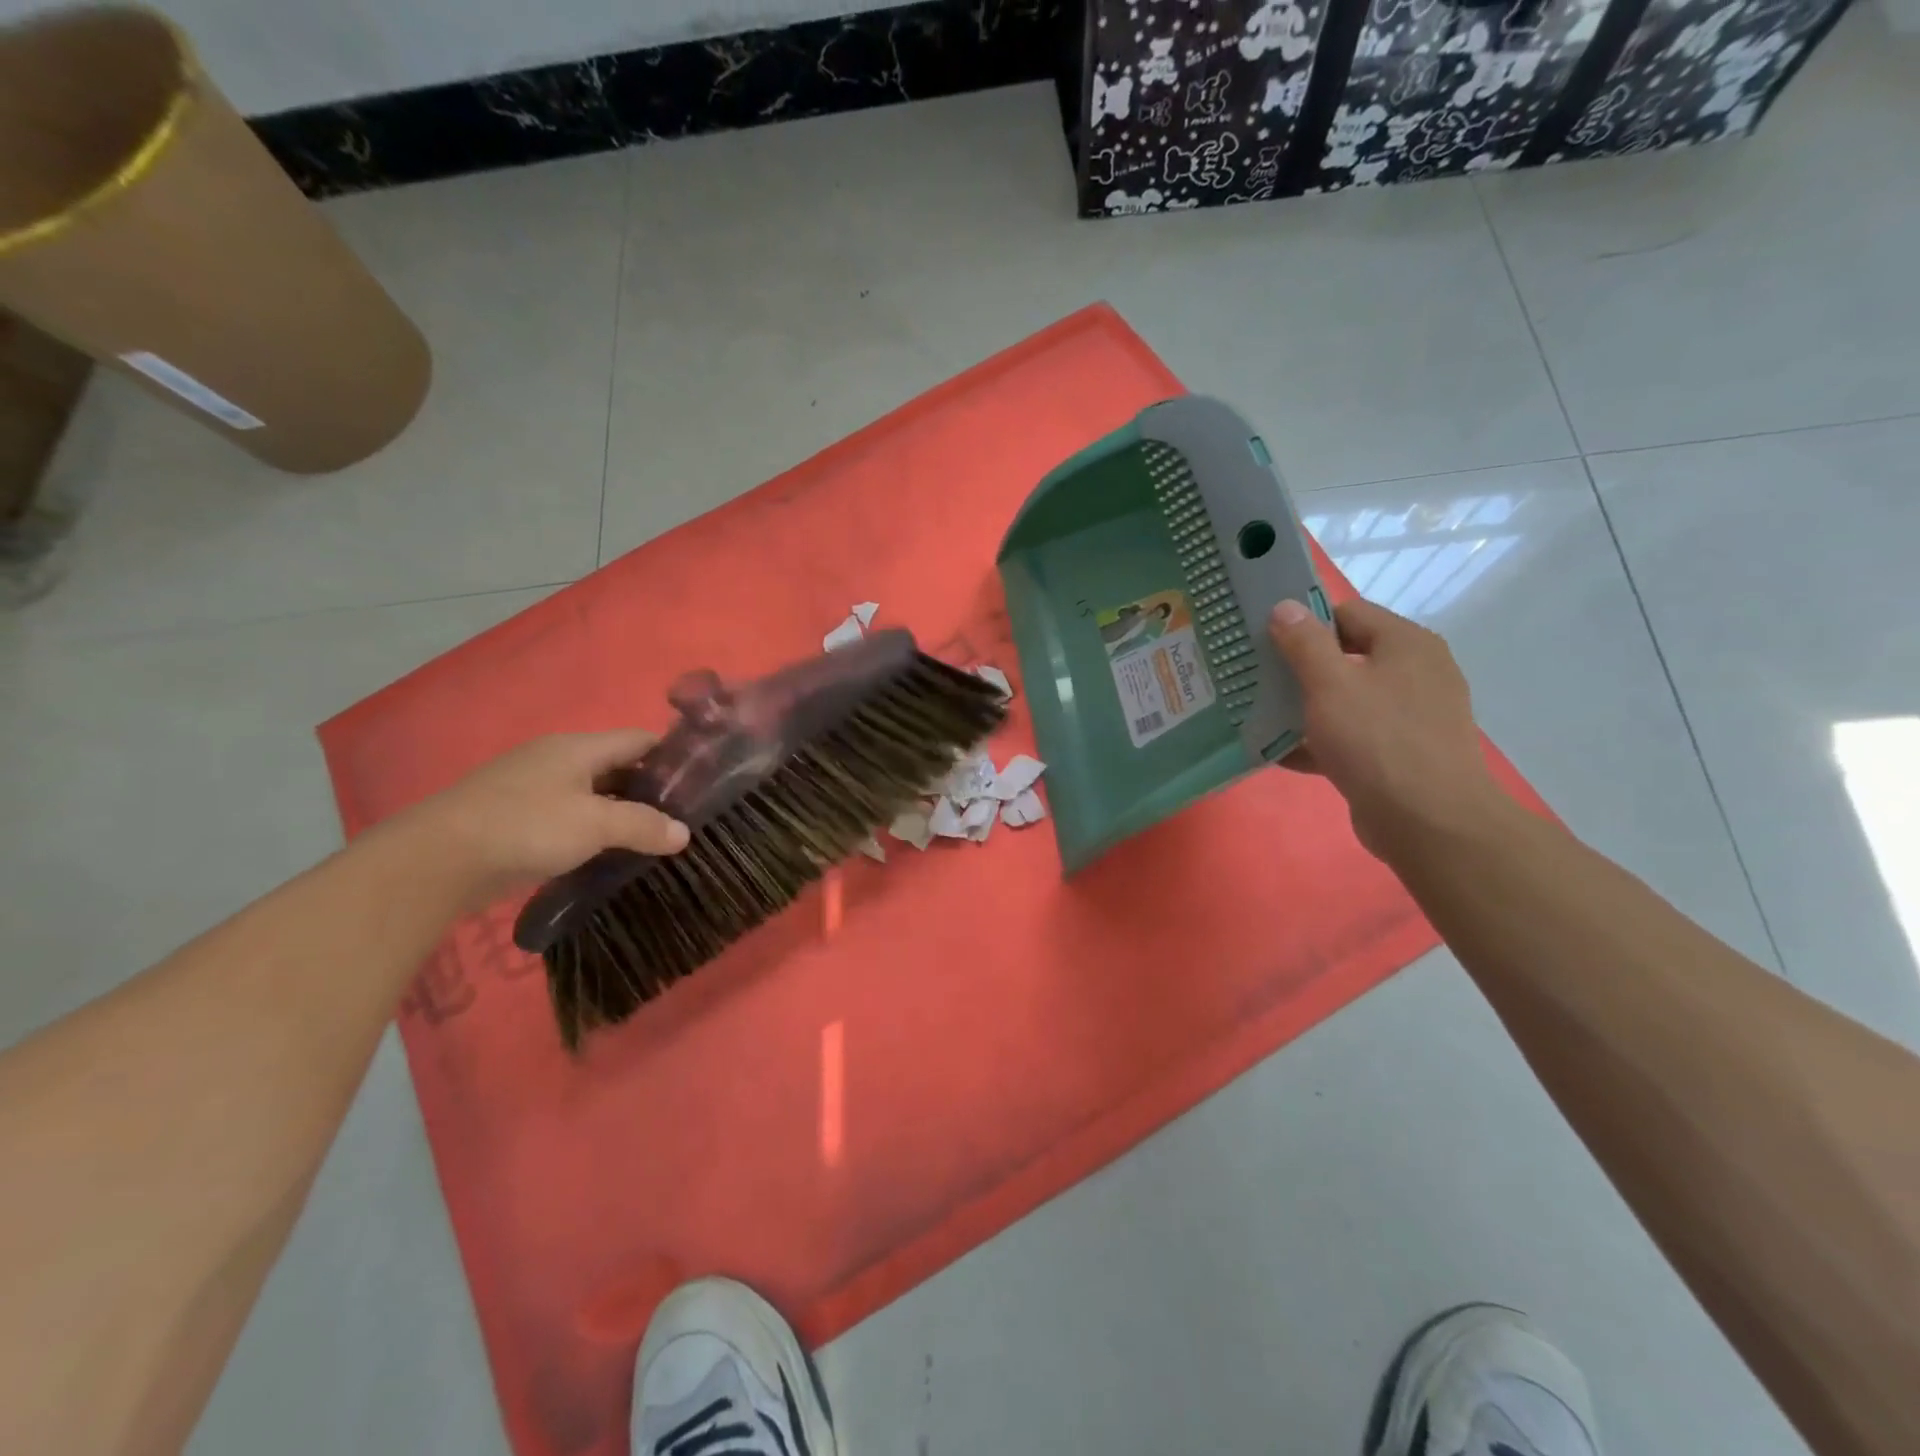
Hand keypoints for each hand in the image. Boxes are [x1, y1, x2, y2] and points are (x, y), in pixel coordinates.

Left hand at [406, 731, 688, 905]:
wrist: (437, 859)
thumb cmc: (526, 827)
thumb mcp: (596, 825)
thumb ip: (643, 826)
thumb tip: (683, 833)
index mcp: (578, 747)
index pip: (639, 740)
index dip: (671, 755)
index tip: (699, 781)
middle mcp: (556, 758)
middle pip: (616, 766)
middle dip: (649, 789)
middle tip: (679, 817)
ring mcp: (532, 786)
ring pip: (592, 792)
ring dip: (619, 811)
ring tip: (649, 837)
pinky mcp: (514, 816)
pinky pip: (567, 814)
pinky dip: (590, 828)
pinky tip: (604, 851)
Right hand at [1267, 597, 1505, 859]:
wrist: (1427, 821)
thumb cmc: (1377, 739)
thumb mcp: (1330, 684)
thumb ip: (1304, 643)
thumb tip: (1284, 606)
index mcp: (1406, 644)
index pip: (1349, 613)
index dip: (1306, 620)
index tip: (1265, 638)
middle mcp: (1415, 673)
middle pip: (1347, 656)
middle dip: (1300, 666)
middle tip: (1256, 675)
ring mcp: (1410, 716)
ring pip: (1346, 699)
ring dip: (1305, 706)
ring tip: (1258, 713)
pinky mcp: (1398, 754)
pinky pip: (1351, 737)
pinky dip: (1318, 741)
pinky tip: (1278, 752)